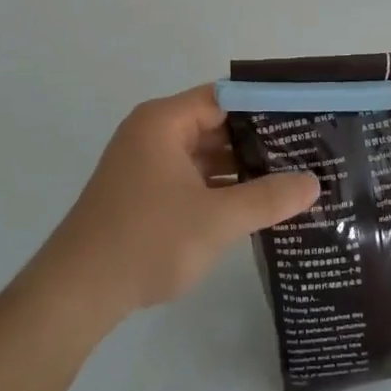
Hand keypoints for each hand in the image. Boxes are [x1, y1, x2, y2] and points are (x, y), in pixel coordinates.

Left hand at [31, 86, 320, 326]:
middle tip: (305, 151)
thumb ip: (267, 198)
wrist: (76, 293)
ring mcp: (144, 163)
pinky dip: (217, 185)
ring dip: (238, 165)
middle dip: (257, 139)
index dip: (263, 106)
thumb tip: (314, 183)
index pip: (223, 97)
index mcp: (164, 121)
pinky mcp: (142, 191)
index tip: (303, 119)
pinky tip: (252, 202)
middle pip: (214, 122)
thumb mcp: (216, 220)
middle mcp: (152, 132)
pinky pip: (189, 175)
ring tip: (289, 177)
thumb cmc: (146, 241)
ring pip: (202, 152)